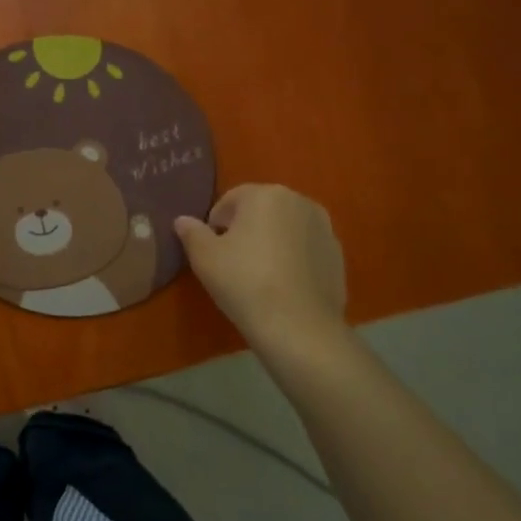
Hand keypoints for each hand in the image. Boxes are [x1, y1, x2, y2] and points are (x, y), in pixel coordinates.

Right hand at [174, 184, 346, 344]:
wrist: (298, 325)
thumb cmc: (244, 282)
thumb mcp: (204, 257)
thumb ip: (191, 233)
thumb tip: (182, 220)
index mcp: (266, 195)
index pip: (230, 200)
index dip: (214, 224)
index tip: (211, 251)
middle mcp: (300, 201)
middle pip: (261, 211)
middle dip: (245, 229)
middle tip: (232, 262)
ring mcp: (324, 228)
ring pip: (285, 229)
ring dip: (270, 242)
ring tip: (258, 275)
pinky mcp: (338, 255)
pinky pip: (305, 249)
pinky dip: (292, 259)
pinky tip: (282, 286)